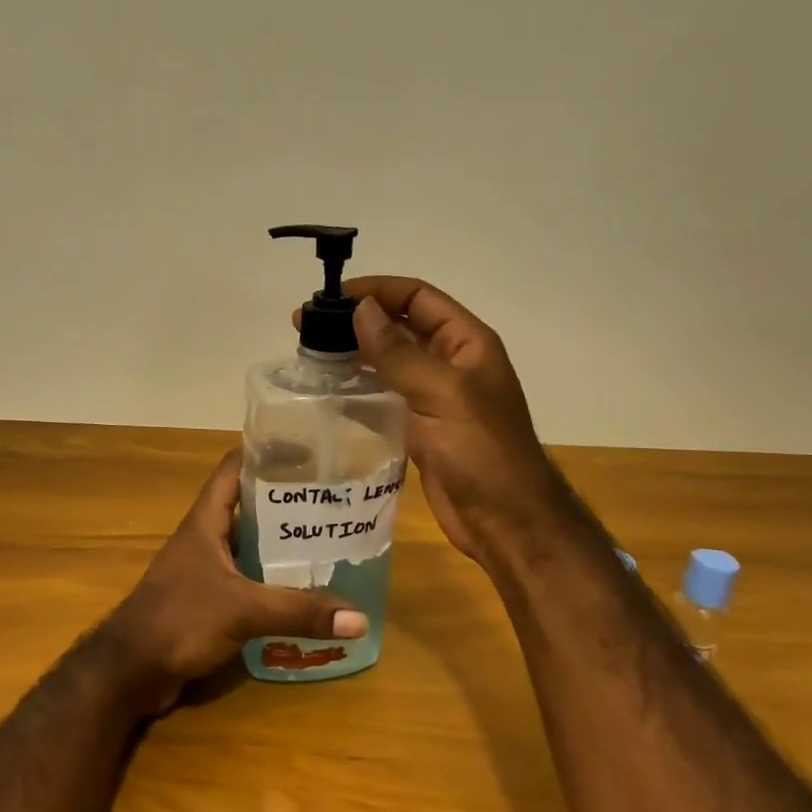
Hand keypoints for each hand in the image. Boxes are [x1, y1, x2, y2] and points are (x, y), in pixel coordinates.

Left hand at [101, 451, 366, 713]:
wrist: (131, 670)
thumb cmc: (180, 620)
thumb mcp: (243, 610)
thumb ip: (299, 612)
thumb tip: (359, 618)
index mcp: (206, 520)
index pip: (233, 468)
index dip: (265, 453)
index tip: (306, 449)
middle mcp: (205, 536)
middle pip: (248, 504)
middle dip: (286, 501)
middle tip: (332, 500)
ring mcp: (204, 568)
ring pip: (249, 543)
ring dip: (280, 542)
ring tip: (326, 540)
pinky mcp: (207, 598)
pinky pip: (246, 577)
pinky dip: (271, 578)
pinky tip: (301, 588)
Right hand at [316, 277, 568, 566]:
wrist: (506, 521)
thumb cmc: (482, 451)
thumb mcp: (443, 394)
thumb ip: (399, 352)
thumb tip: (361, 309)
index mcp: (466, 343)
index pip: (417, 297)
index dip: (376, 290)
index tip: (332, 297)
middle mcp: (450, 363)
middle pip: (399, 326)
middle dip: (356, 321)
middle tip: (306, 326)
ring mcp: (433, 396)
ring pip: (387, 362)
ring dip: (352, 355)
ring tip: (310, 354)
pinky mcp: (418, 427)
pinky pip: (384, 397)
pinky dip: (357, 390)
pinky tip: (327, 391)